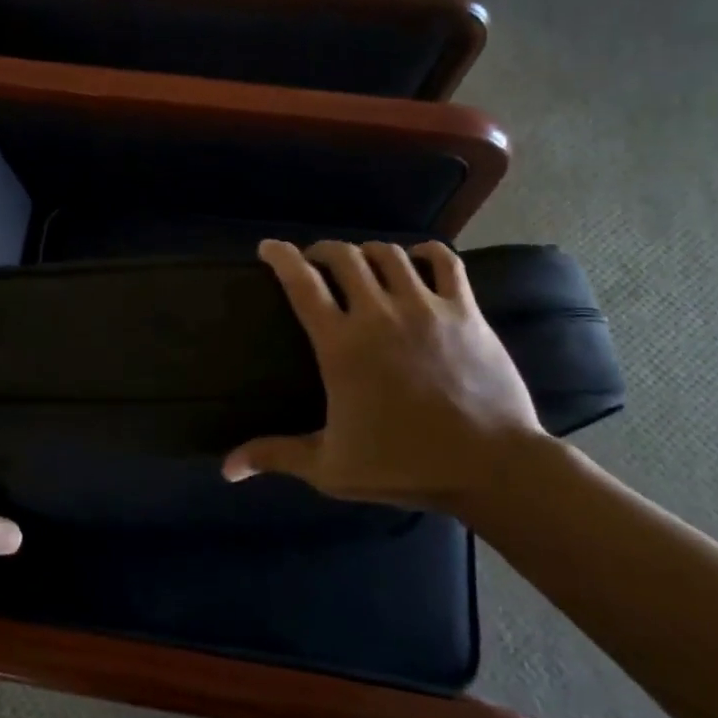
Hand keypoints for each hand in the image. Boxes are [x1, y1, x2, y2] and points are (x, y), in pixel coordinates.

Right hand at [223, 240, 544, 512]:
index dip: (280, 257)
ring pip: (389, 254)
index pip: (301, 282)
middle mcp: (379, 313)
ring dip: (368, 252)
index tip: (268, 248)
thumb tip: (226, 469)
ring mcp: (426, 307)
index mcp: (341, 345)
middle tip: (315, 261)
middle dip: (322, 251)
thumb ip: (275, 456)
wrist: (492, 467)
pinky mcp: (465, 311)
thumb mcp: (330, 467)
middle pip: (343, 256)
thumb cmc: (404, 465)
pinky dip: (426, 252)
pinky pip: (444, 262)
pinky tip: (416, 258)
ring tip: (362, 264)